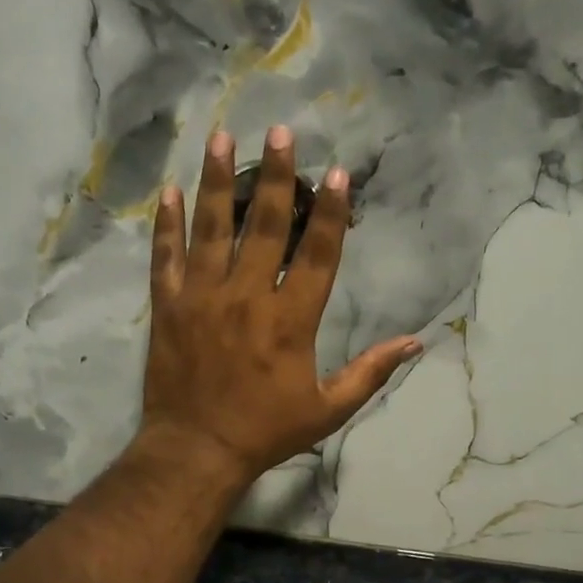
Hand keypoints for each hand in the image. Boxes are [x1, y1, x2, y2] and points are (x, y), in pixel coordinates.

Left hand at [141, 126, 420, 481]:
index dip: (332, 212)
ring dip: (218, 180)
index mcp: (291, 319)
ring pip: (212, 227)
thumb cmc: (266, 431)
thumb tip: (416, 342)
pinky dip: (167, 224)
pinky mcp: (168, 306)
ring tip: (222, 137)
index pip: (318, 253)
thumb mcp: (328, 409)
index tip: (339, 174)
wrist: (196, 450)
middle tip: (281, 132)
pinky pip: (166, 256)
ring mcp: (203, 297)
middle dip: (277, 176)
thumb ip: (370, 372)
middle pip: (266, 224)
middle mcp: (247, 296)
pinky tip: (170, 191)